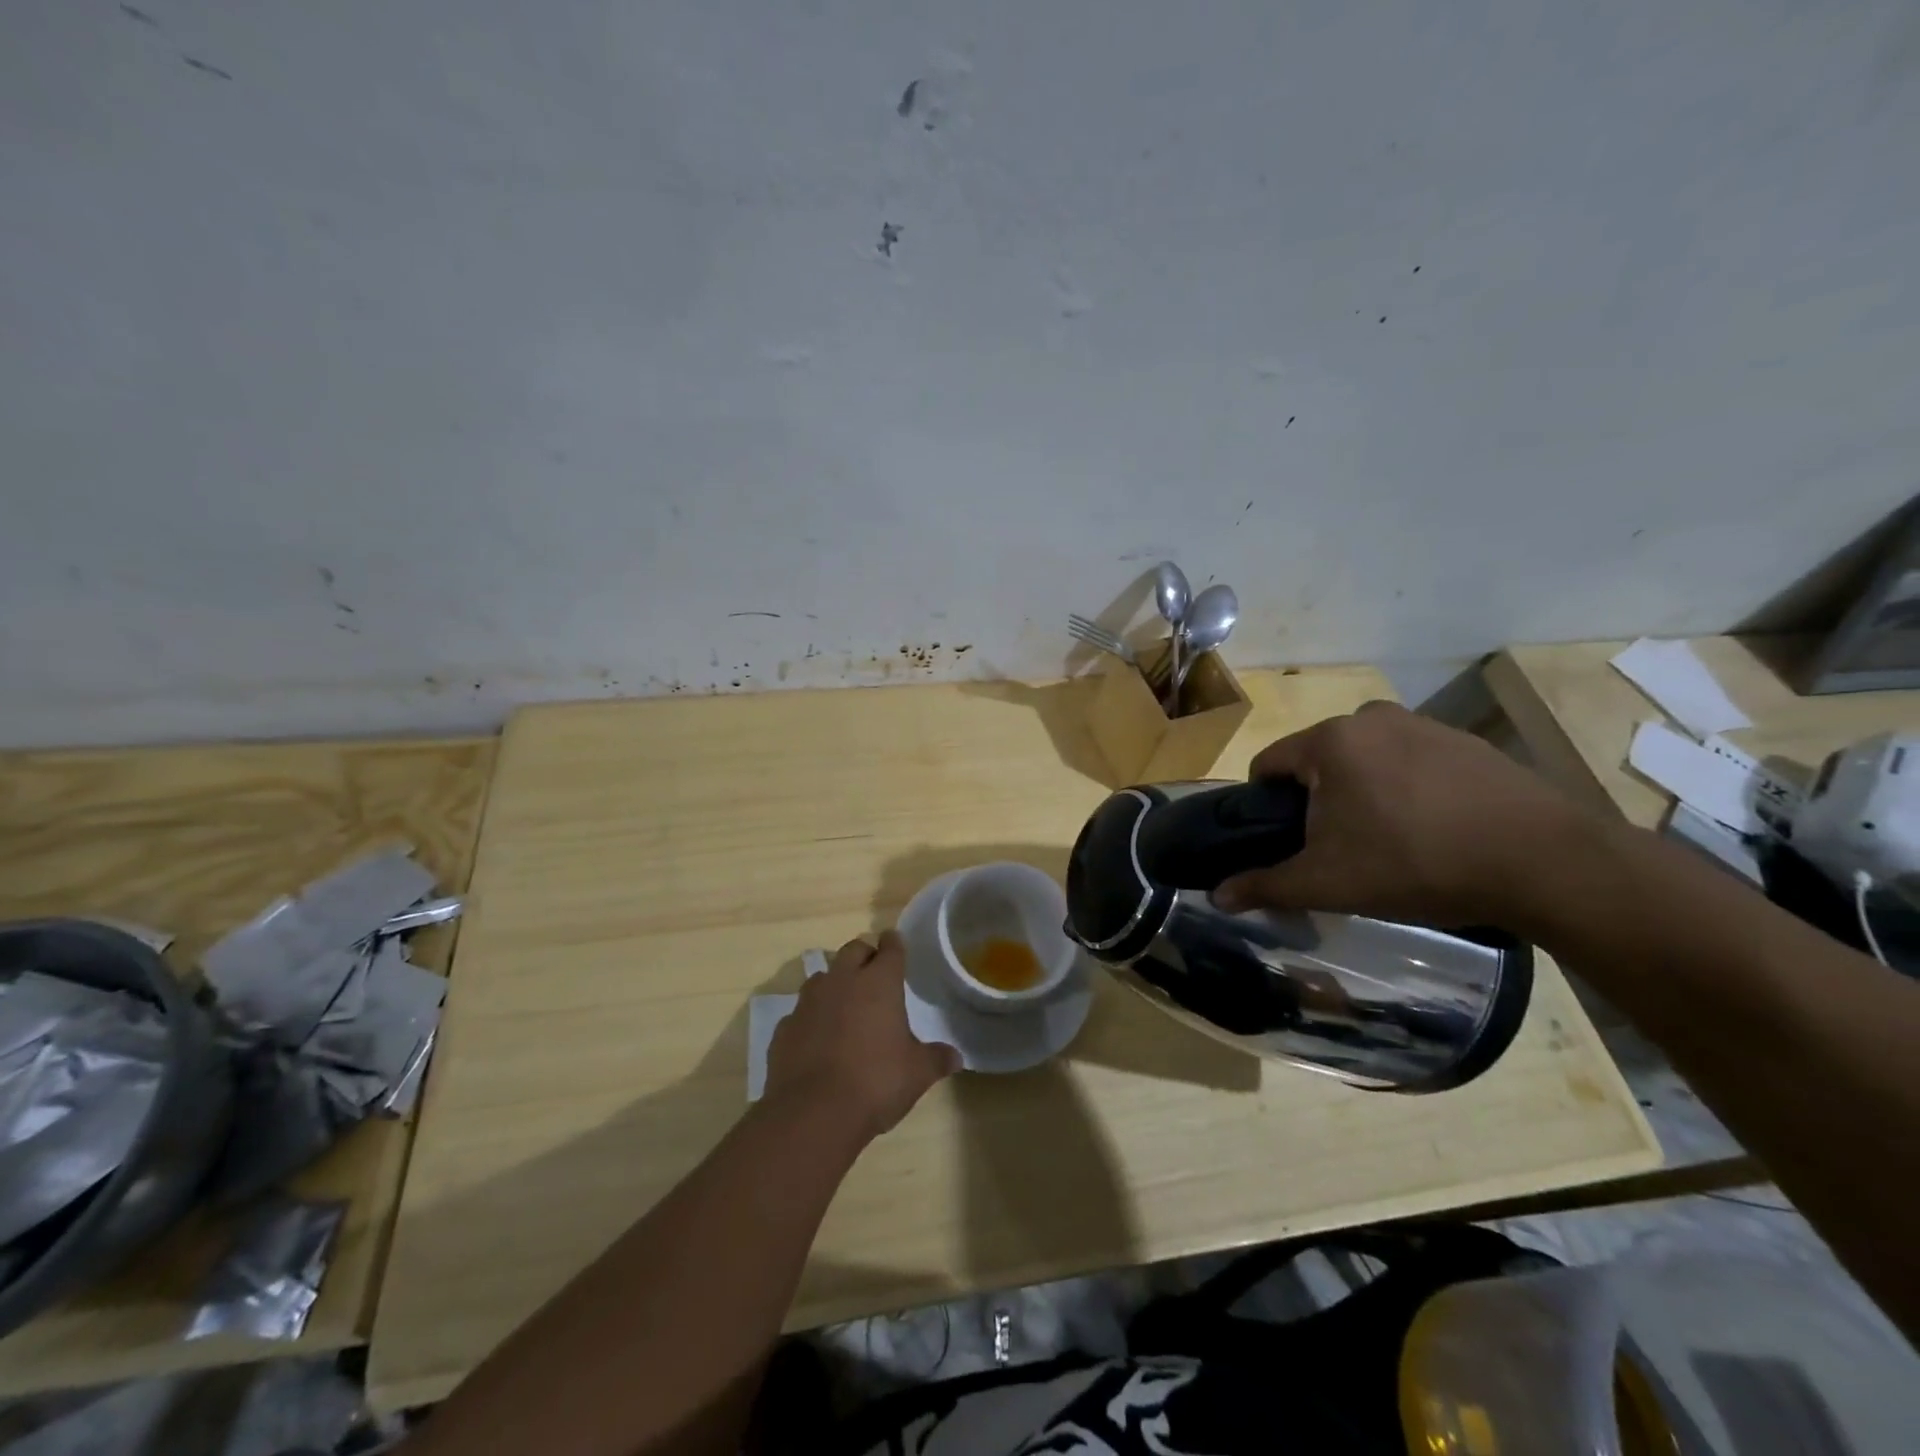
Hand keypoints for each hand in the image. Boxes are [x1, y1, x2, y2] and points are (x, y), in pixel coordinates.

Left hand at [764, 931, 959, 1140]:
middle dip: (865, 956)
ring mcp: (809, 1002)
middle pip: (853, 950)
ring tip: (845, 1006)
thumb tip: (955, 1057)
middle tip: (874, 973)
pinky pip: (801, 1012)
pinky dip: (812, 1018)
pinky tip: (818, 1040)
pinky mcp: (785, 1027)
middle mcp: (843, 981)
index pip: (890, 948)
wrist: (813, 1113)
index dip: (894, 944)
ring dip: (835, 984)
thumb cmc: (875, 1082)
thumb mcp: (917, 1073)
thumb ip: (936, 1059)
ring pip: (823, 977)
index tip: (896, 943)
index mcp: (879, 982)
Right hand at [1213, 701, 1599, 929]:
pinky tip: (1435, 830)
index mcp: (1330, 741)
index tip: (1286, 842)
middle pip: (1318, 761)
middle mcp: (1370, 718)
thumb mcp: (1329, 883)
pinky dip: (1408, 790)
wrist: (1544, 862)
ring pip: (1366, 761)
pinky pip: (1412, 762)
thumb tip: (1216, 897)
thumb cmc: (1416, 863)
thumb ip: (1265, 885)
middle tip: (1340, 849)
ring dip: (1363, 794)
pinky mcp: (1467, 742)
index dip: (1265, 806)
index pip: (1269, 764)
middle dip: (1318, 801)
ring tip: (1391, 843)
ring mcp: (1424, 725)